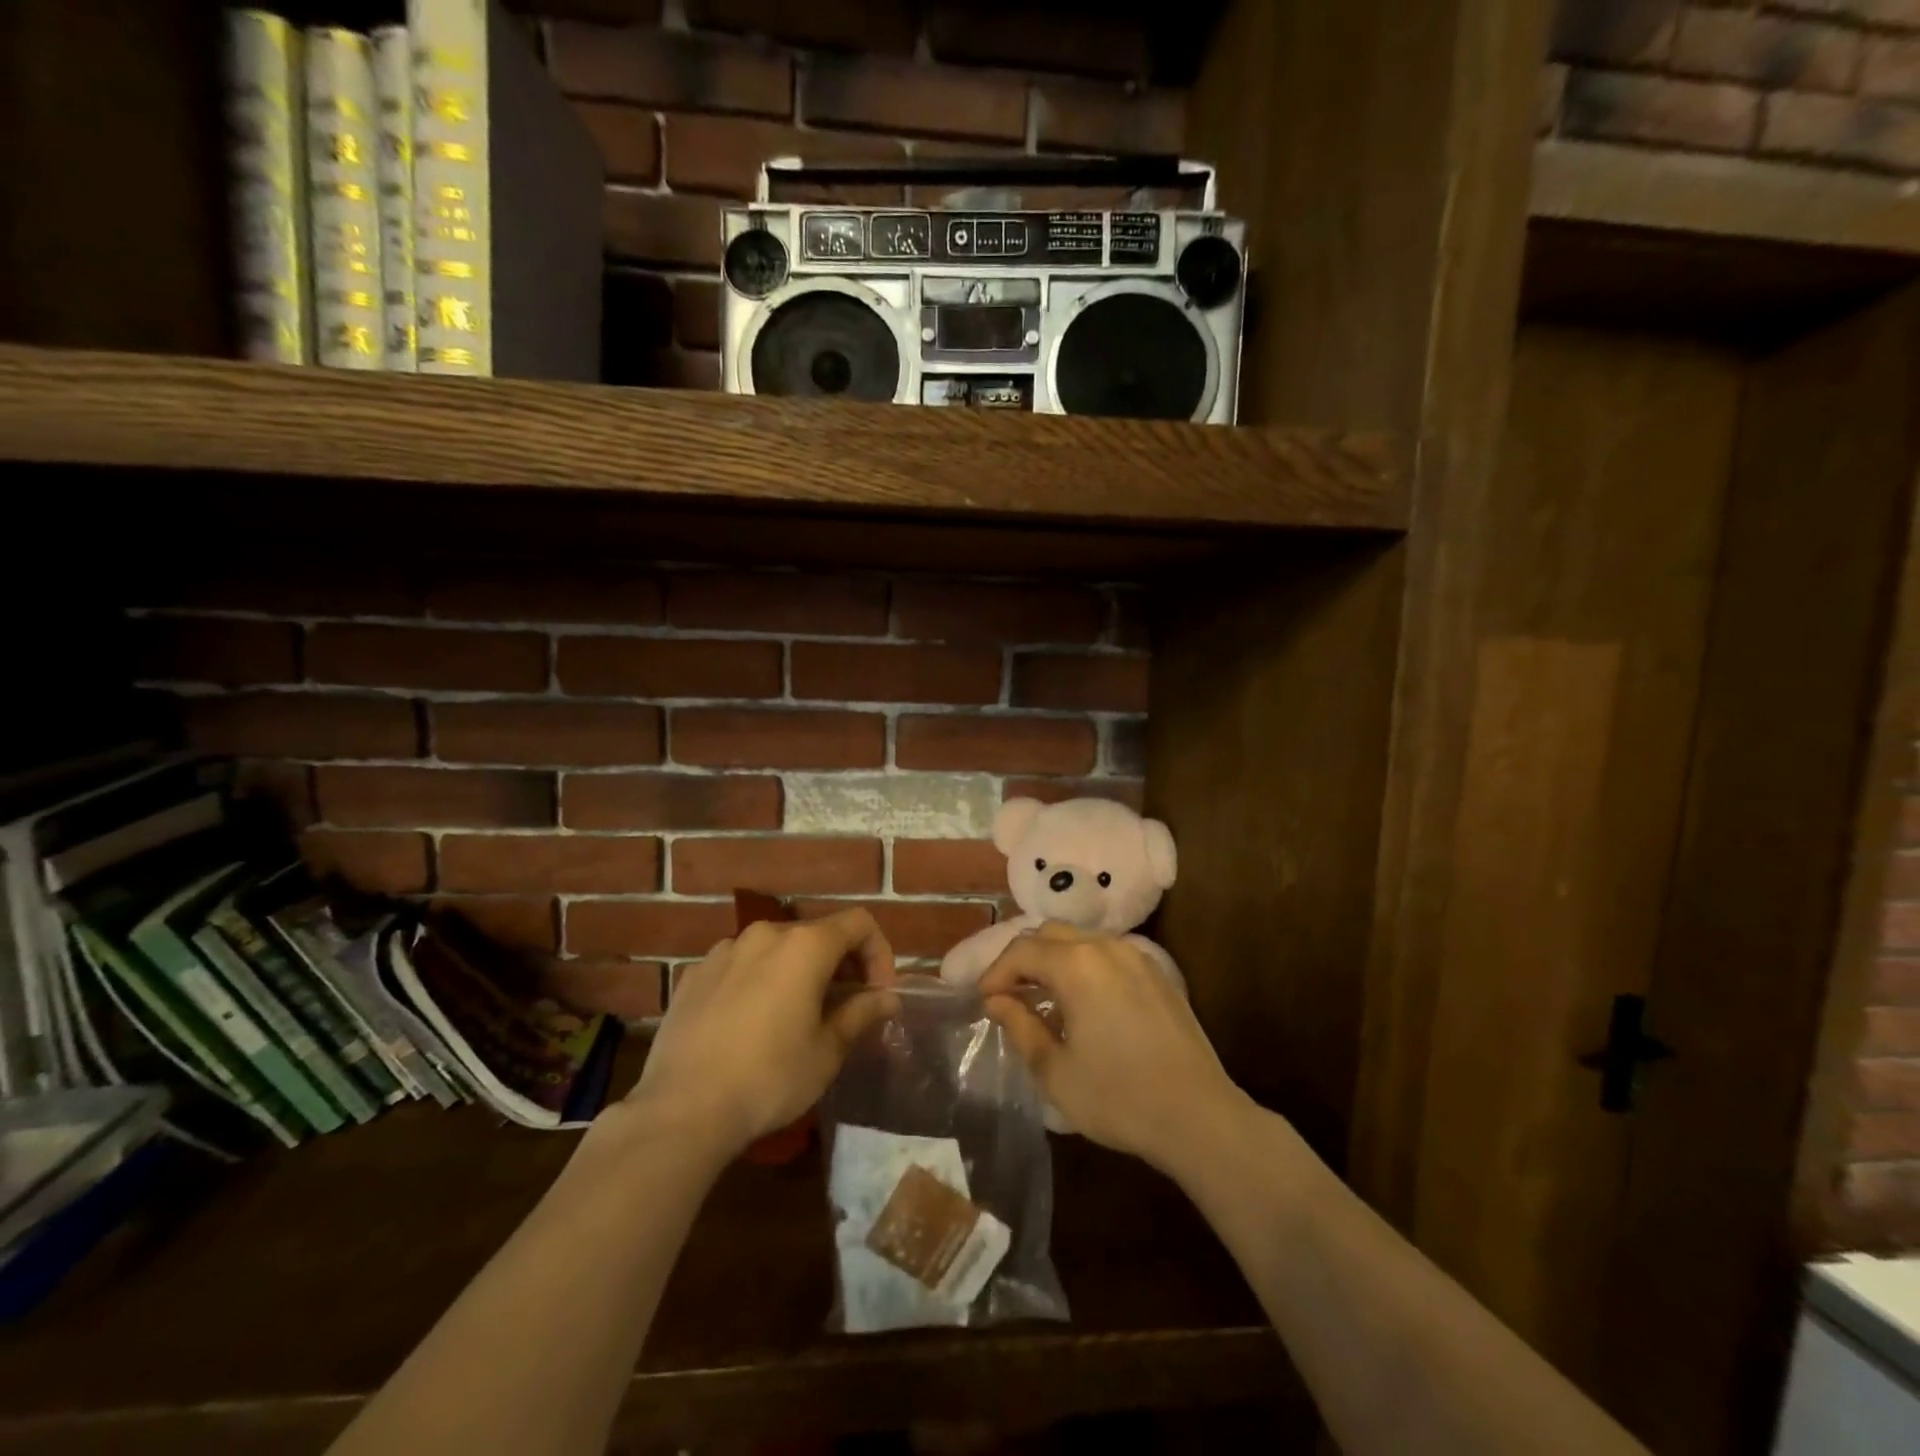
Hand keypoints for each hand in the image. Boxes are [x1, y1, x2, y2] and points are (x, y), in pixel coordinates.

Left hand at [629, 909, 898, 1156]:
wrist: (682, 1110)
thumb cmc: (770, 1078)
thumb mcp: (827, 1051)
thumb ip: (861, 1013)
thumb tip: (888, 998)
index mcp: (804, 945)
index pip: (858, 924)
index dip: (878, 952)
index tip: (878, 993)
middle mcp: (764, 934)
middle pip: (816, 934)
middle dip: (839, 965)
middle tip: (844, 1009)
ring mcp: (723, 951)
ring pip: (775, 950)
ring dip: (796, 972)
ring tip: (795, 1016)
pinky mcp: (693, 974)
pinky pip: (739, 967)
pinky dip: (757, 982)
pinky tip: (749, 1024)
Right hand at [980, 923, 1248, 1171]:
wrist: (1198, 1116)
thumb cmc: (1118, 1097)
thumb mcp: (1055, 1070)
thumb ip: (1020, 1026)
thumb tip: (997, 1000)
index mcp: (1077, 965)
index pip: (1021, 951)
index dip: (996, 973)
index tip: (984, 1002)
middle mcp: (1106, 947)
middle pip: (1050, 935)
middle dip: (1023, 960)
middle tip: (1009, 996)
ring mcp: (1136, 957)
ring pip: (1081, 941)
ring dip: (1054, 961)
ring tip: (1043, 1000)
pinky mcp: (1157, 974)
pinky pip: (1107, 955)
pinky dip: (1083, 967)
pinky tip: (1083, 1004)